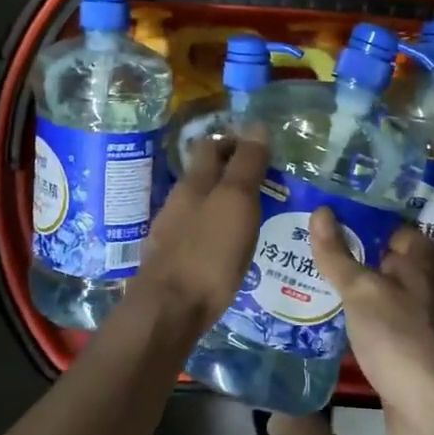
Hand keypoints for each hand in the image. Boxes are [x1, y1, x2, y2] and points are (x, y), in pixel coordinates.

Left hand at [133, 129, 269, 340]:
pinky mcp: (174, 261)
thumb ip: (246, 165)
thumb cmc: (208, 252)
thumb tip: (256, 124)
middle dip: (230, 172)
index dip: (234, 141)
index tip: (262, 150)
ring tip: (254, 215)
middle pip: (204, 175)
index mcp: (194, 182)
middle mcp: (179, 201)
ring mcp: (172, 232)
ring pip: (201, 205)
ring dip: (224, 203)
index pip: (212, 146)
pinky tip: (232, 247)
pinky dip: (217, 231)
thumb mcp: (235, 203)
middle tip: (264, 182)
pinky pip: (199, 234)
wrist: (169, 310)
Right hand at [308, 210, 433, 434]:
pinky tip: (325, 315)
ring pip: (378, 292)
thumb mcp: (361, 290)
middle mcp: (423, 285)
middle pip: (384, 259)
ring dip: (350, 287)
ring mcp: (416, 319)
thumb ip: (338, 254)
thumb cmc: (398, 337)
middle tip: (307, 243)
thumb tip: (320, 210)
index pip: (392, 227)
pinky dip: (355, 317)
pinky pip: (375, 322)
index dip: (362, 219)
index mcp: (422, 261)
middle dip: (351, 253)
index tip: (326, 215)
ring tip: (307, 274)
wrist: (430, 410)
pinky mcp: (404, 349)